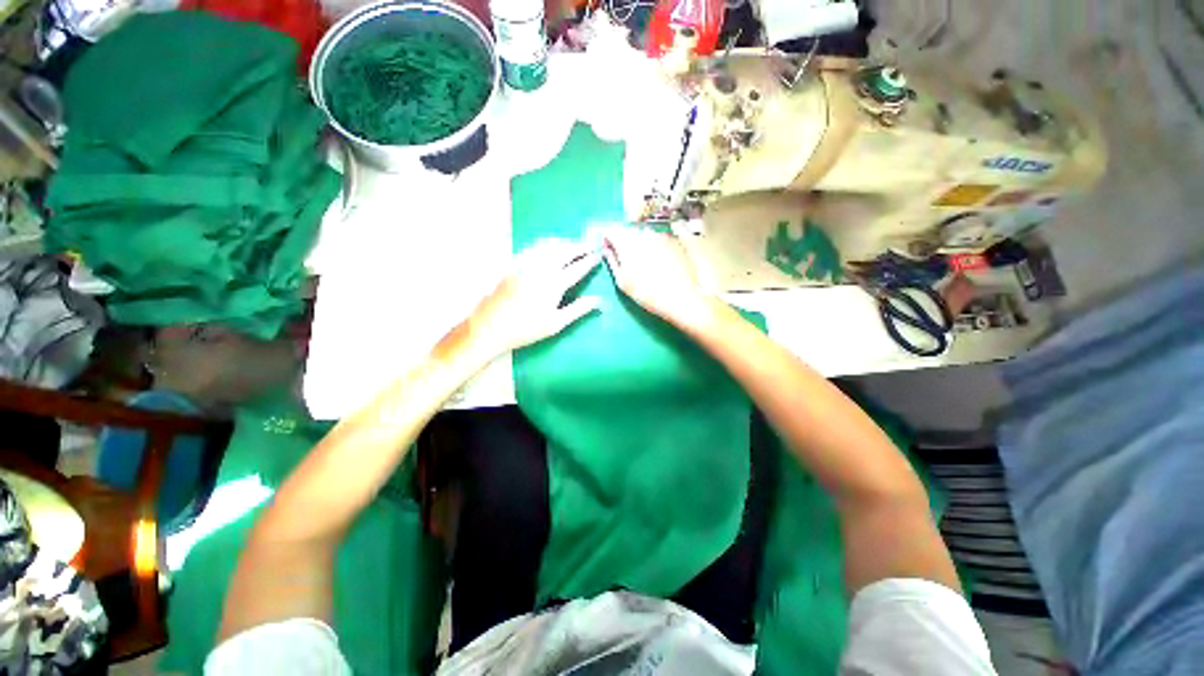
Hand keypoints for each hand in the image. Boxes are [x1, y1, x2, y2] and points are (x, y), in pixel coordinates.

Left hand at [465, 239, 601, 357]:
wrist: (490, 326)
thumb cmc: (526, 329)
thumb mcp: (556, 323)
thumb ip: (579, 309)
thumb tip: (599, 301)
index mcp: (554, 284)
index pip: (577, 268)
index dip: (589, 260)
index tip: (598, 254)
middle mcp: (541, 268)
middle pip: (564, 251)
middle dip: (579, 247)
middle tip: (590, 245)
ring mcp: (525, 264)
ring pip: (549, 246)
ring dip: (564, 243)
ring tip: (573, 244)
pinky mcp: (513, 264)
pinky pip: (534, 247)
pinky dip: (547, 244)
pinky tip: (549, 247)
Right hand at [602, 227, 718, 330]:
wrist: (680, 298)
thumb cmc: (647, 294)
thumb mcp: (622, 282)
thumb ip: (612, 262)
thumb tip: (606, 250)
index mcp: (627, 244)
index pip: (611, 231)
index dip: (607, 238)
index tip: (607, 246)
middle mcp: (642, 235)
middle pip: (627, 231)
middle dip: (622, 239)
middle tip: (622, 255)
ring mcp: (659, 236)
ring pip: (642, 233)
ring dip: (637, 241)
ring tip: (640, 260)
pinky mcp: (672, 240)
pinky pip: (656, 238)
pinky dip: (652, 244)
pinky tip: (655, 260)